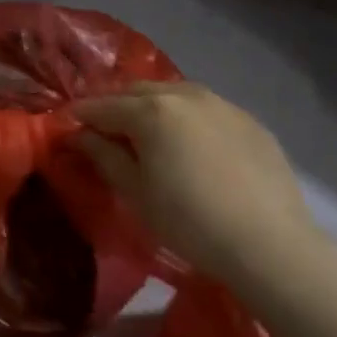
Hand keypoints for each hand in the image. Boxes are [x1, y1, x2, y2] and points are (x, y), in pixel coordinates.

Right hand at [74, 82, 316, 278]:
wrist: (270, 243)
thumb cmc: (189, 221)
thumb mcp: (135, 192)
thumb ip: (103, 155)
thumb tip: (79, 135)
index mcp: (150, 110)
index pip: (101, 106)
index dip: (80, 117)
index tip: (67, 130)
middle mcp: (183, 94)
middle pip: (136, 92)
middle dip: (115, 107)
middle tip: (105, 133)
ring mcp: (221, 103)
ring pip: (173, 95)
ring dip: (152, 108)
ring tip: (149, 136)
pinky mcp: (249, 120)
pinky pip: (206, 109)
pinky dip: (187, 119)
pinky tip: (192, 147)